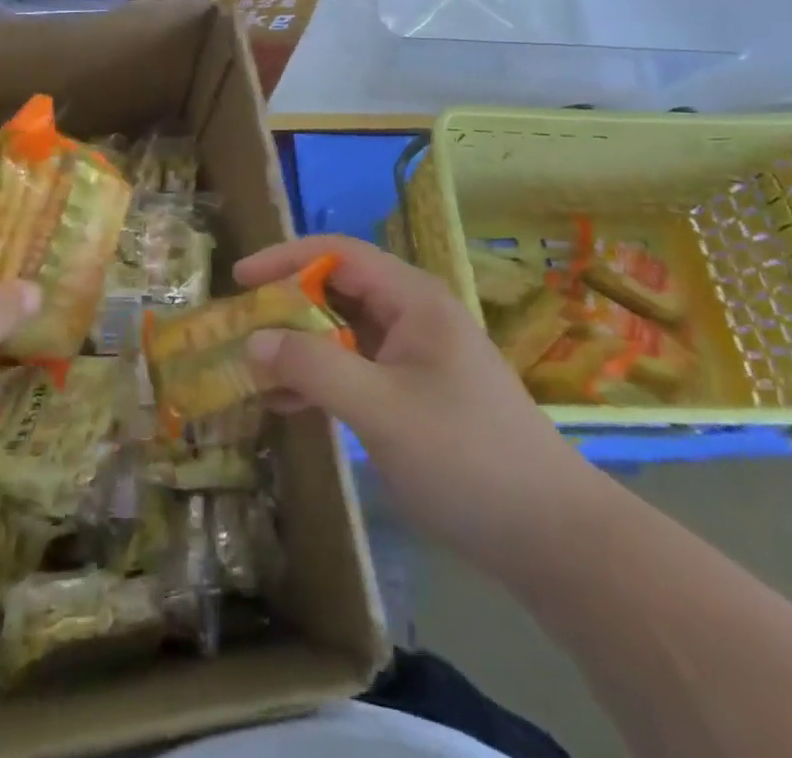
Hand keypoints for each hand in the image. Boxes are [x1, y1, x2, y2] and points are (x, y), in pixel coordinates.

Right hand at [239, 235, 600, 573]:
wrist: (552, 537)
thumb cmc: (465, 455)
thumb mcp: (380, 409)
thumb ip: (312, 367)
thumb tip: (253, 340)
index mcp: (412, 298)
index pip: (337, 254)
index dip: (285, 258)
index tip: (239, 278)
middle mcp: (412, 315)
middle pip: (337, 289)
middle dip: (286, 304)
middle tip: (240, 325)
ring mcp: (414, 356)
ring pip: (342, 332)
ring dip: (298, 345)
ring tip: (251, 367)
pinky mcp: (413, 393)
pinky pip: (354, 369)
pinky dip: (319, 379)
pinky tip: (285, 404)